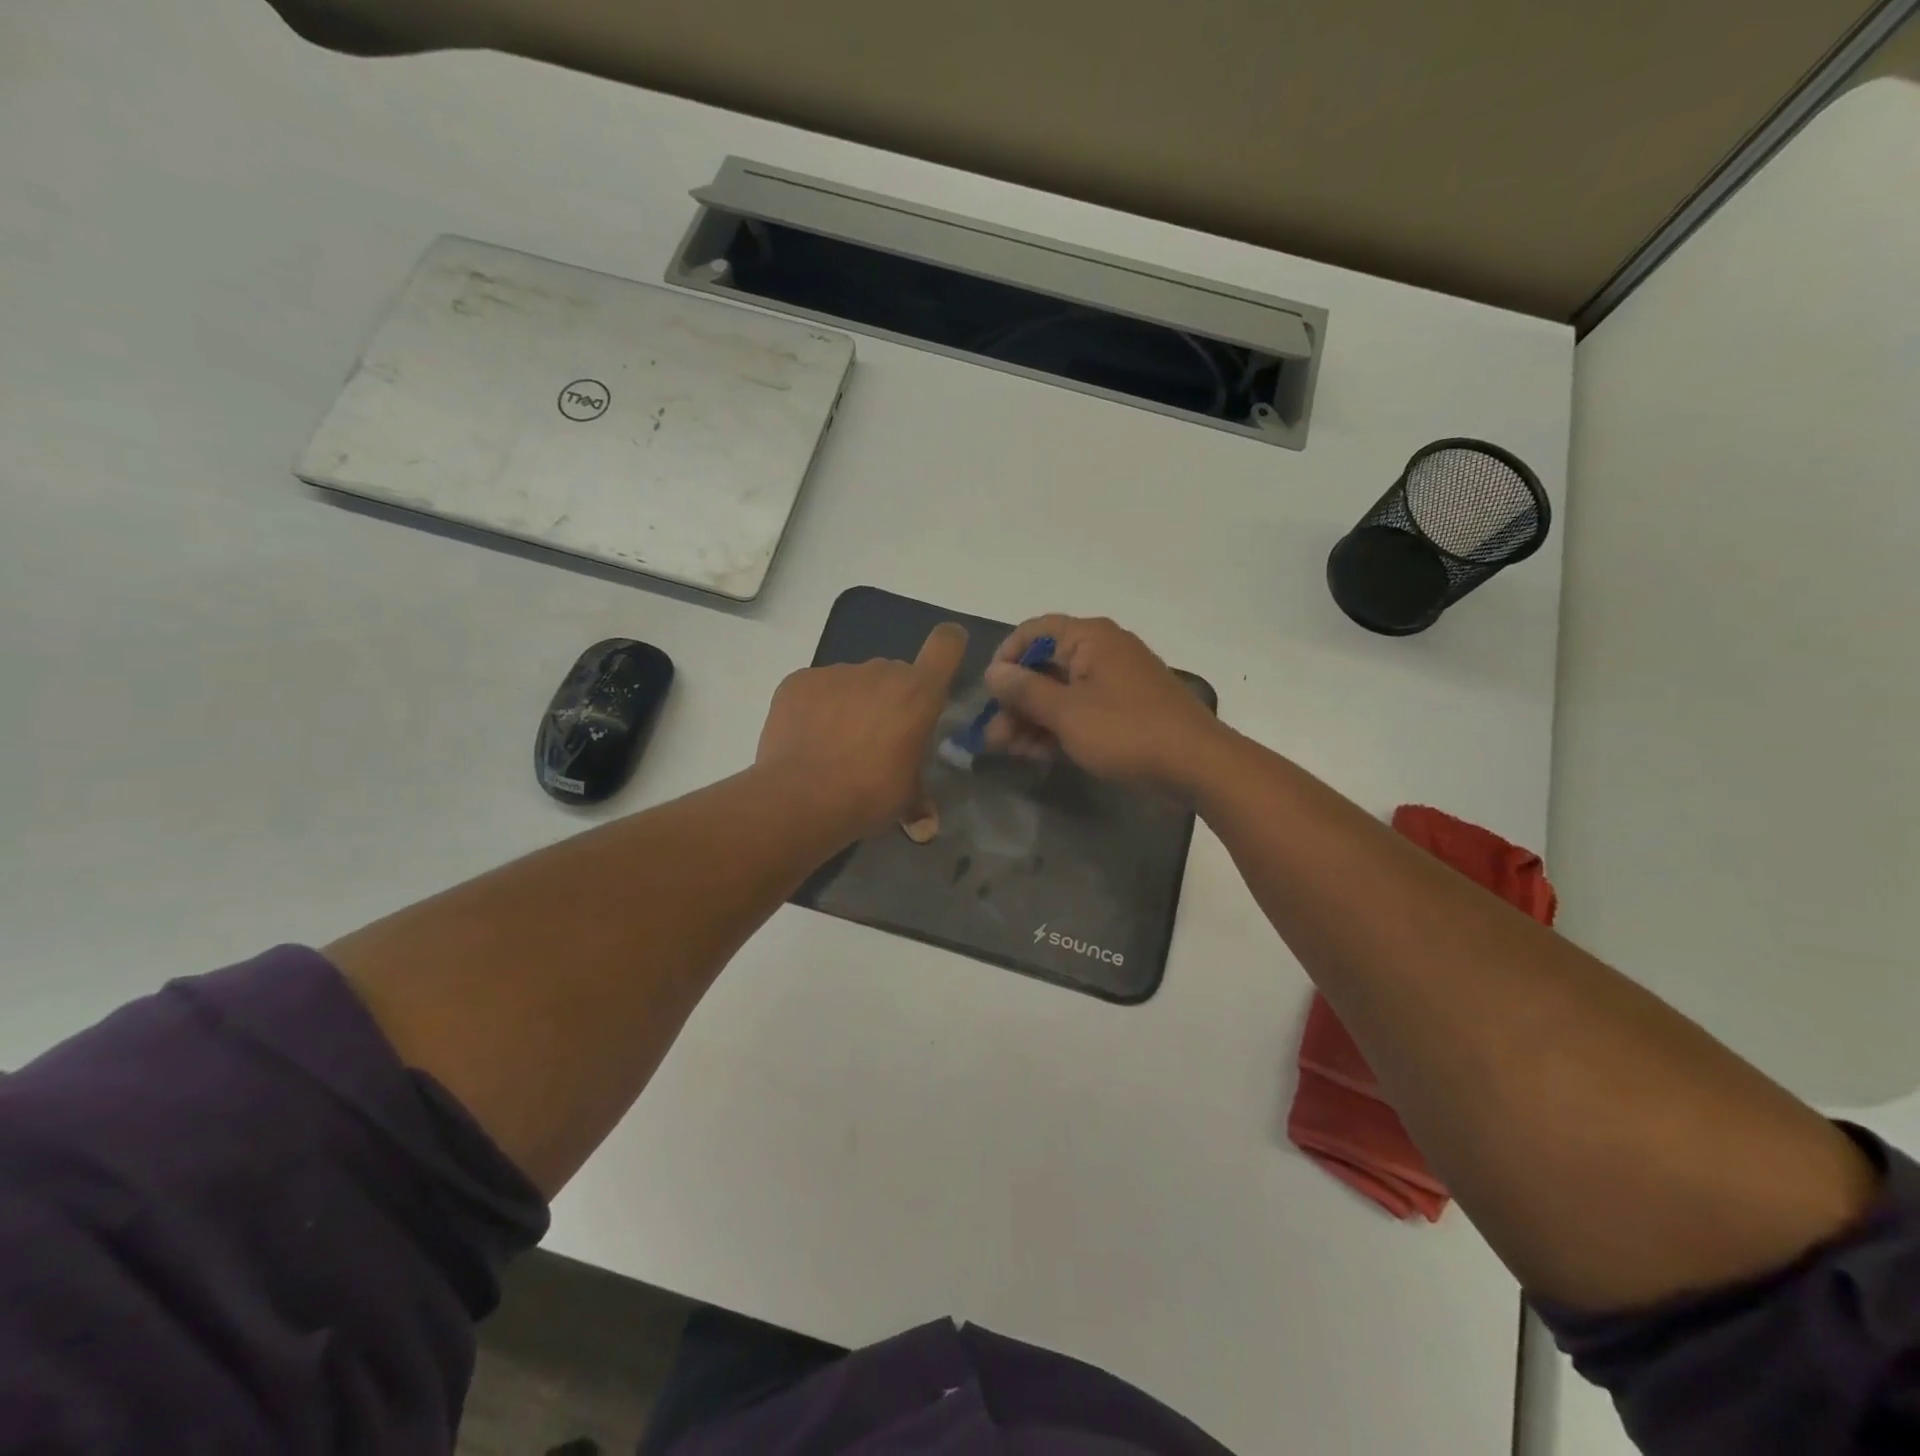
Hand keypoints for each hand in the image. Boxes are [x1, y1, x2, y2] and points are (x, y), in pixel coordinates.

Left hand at [756, 623, 967, 835]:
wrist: (802, 798)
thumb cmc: (869, 795)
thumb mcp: (905, 798)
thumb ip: (919, 799)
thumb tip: (926, 826)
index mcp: (918, 694)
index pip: (946, 644)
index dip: (948, 647)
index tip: (940, 666)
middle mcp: (881, 671)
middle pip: (894, 673)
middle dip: (889, 699)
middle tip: (876, 738)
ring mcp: (837, 672)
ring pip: (853, 682)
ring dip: (851, 704)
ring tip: (834, 744)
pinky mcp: (799, 681)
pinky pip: (816, 689)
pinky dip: (815, 708)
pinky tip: (806, 740)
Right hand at [982, 615, 1217, 785]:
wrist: (1196, 763)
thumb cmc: (1126, 731)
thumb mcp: (1066, 712)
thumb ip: (1025, 690)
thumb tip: (994, 672)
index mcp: (1089, 637)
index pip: (1034, 631)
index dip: (1006, 658)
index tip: (990, 693)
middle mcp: (1102, 650)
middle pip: (1045, 666)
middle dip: (1016, 701)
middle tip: (994, 736)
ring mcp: (1116, 681)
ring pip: (1061, 693)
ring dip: (1033, 719)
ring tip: (1012, 751)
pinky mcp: (1125, 709)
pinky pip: (1082, 710)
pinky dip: (1058, 728)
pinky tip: (1038, 754)